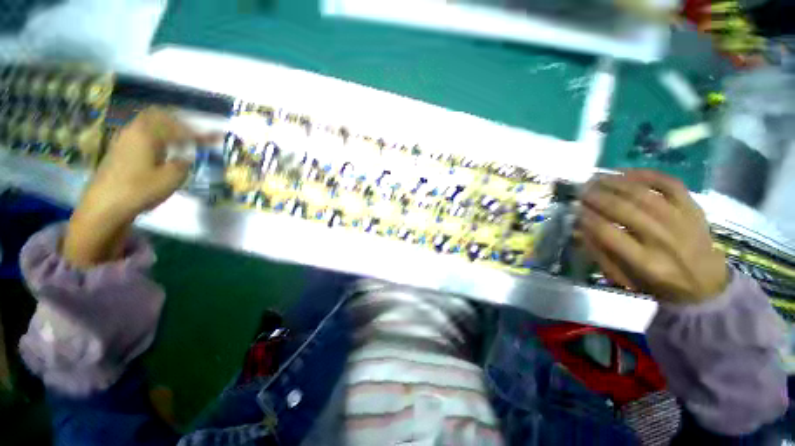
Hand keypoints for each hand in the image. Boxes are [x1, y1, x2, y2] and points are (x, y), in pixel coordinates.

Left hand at [63, 107, 215, 266]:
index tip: (214, 138)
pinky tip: (162, 152)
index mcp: (147, 134)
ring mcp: (123, 140)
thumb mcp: (171, 178)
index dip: (198, 133)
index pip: (178, 128)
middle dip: (178, 123)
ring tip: (180, 143)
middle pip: (157, 116)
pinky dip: (155, 139)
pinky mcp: (119, 151)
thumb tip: (186, 158)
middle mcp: (133, 131)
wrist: (104, 206)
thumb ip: (183, 164)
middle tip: (193, 134)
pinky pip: (140, 136)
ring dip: (165, 130)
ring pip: (147, 125)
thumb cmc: (140, 189)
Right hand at [578, 170, 726, 303]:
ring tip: (597, 178)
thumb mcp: (624, 278)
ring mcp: (681, 220)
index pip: (608, 232)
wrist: (707, 286)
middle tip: (581, 191)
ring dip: (615, 183)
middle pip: (624, 209)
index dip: (587, 218)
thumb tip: (579, 228)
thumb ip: (600, 254)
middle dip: (597, 197)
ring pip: (644, 193)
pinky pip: (670, 183)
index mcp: (645, 262)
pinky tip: (626, 172)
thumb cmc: (659, 284)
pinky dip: (646, 174)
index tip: (575, 210)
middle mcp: (663, 239)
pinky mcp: (694, 208)